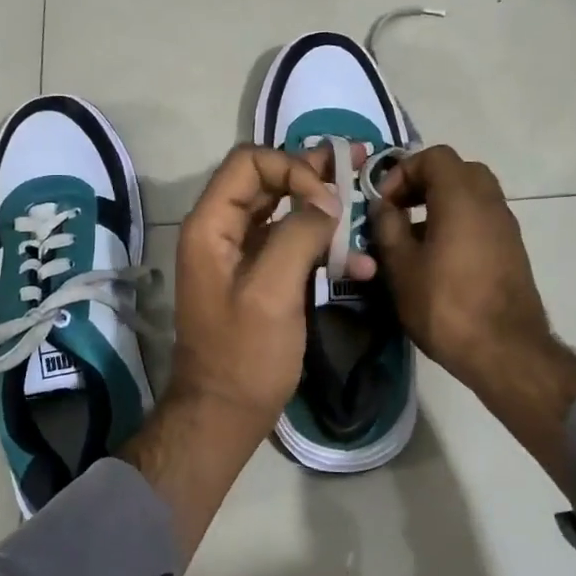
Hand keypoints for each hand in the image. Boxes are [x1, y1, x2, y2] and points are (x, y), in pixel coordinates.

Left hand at [126, 143, 369, 560]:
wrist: (224, 414)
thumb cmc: (245, 355)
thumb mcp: (272, 292)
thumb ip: (298, 236)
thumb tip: (327, 200)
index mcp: (210, 226)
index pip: (249, 163)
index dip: (292, 169)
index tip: (328, 201)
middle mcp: (221, 231)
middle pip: (267, 181)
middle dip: (313, 173)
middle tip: (358, 162)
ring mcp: (240, 255)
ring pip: (283, 212)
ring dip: (324, 209)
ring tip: (364, 204)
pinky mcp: (260, 278)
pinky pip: (292, 246)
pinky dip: (324, 247)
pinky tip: (362, 265)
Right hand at [370, 148, 575, 479]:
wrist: (505, 351)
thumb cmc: (445, 305)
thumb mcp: (401, 267)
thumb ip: (387, 228)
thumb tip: (384, 207)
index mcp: (461, 197)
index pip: (434, 157)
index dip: (403, 171)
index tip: (384, 202)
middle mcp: (490, 202)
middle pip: (457, 171)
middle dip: (424, 183)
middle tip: (400, 209)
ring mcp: (506, 226)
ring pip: (472, 195)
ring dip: (441, 204)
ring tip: (413, 237)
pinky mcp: (512, 249)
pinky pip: (481, 218)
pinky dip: (458, 222)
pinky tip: (437, 257)